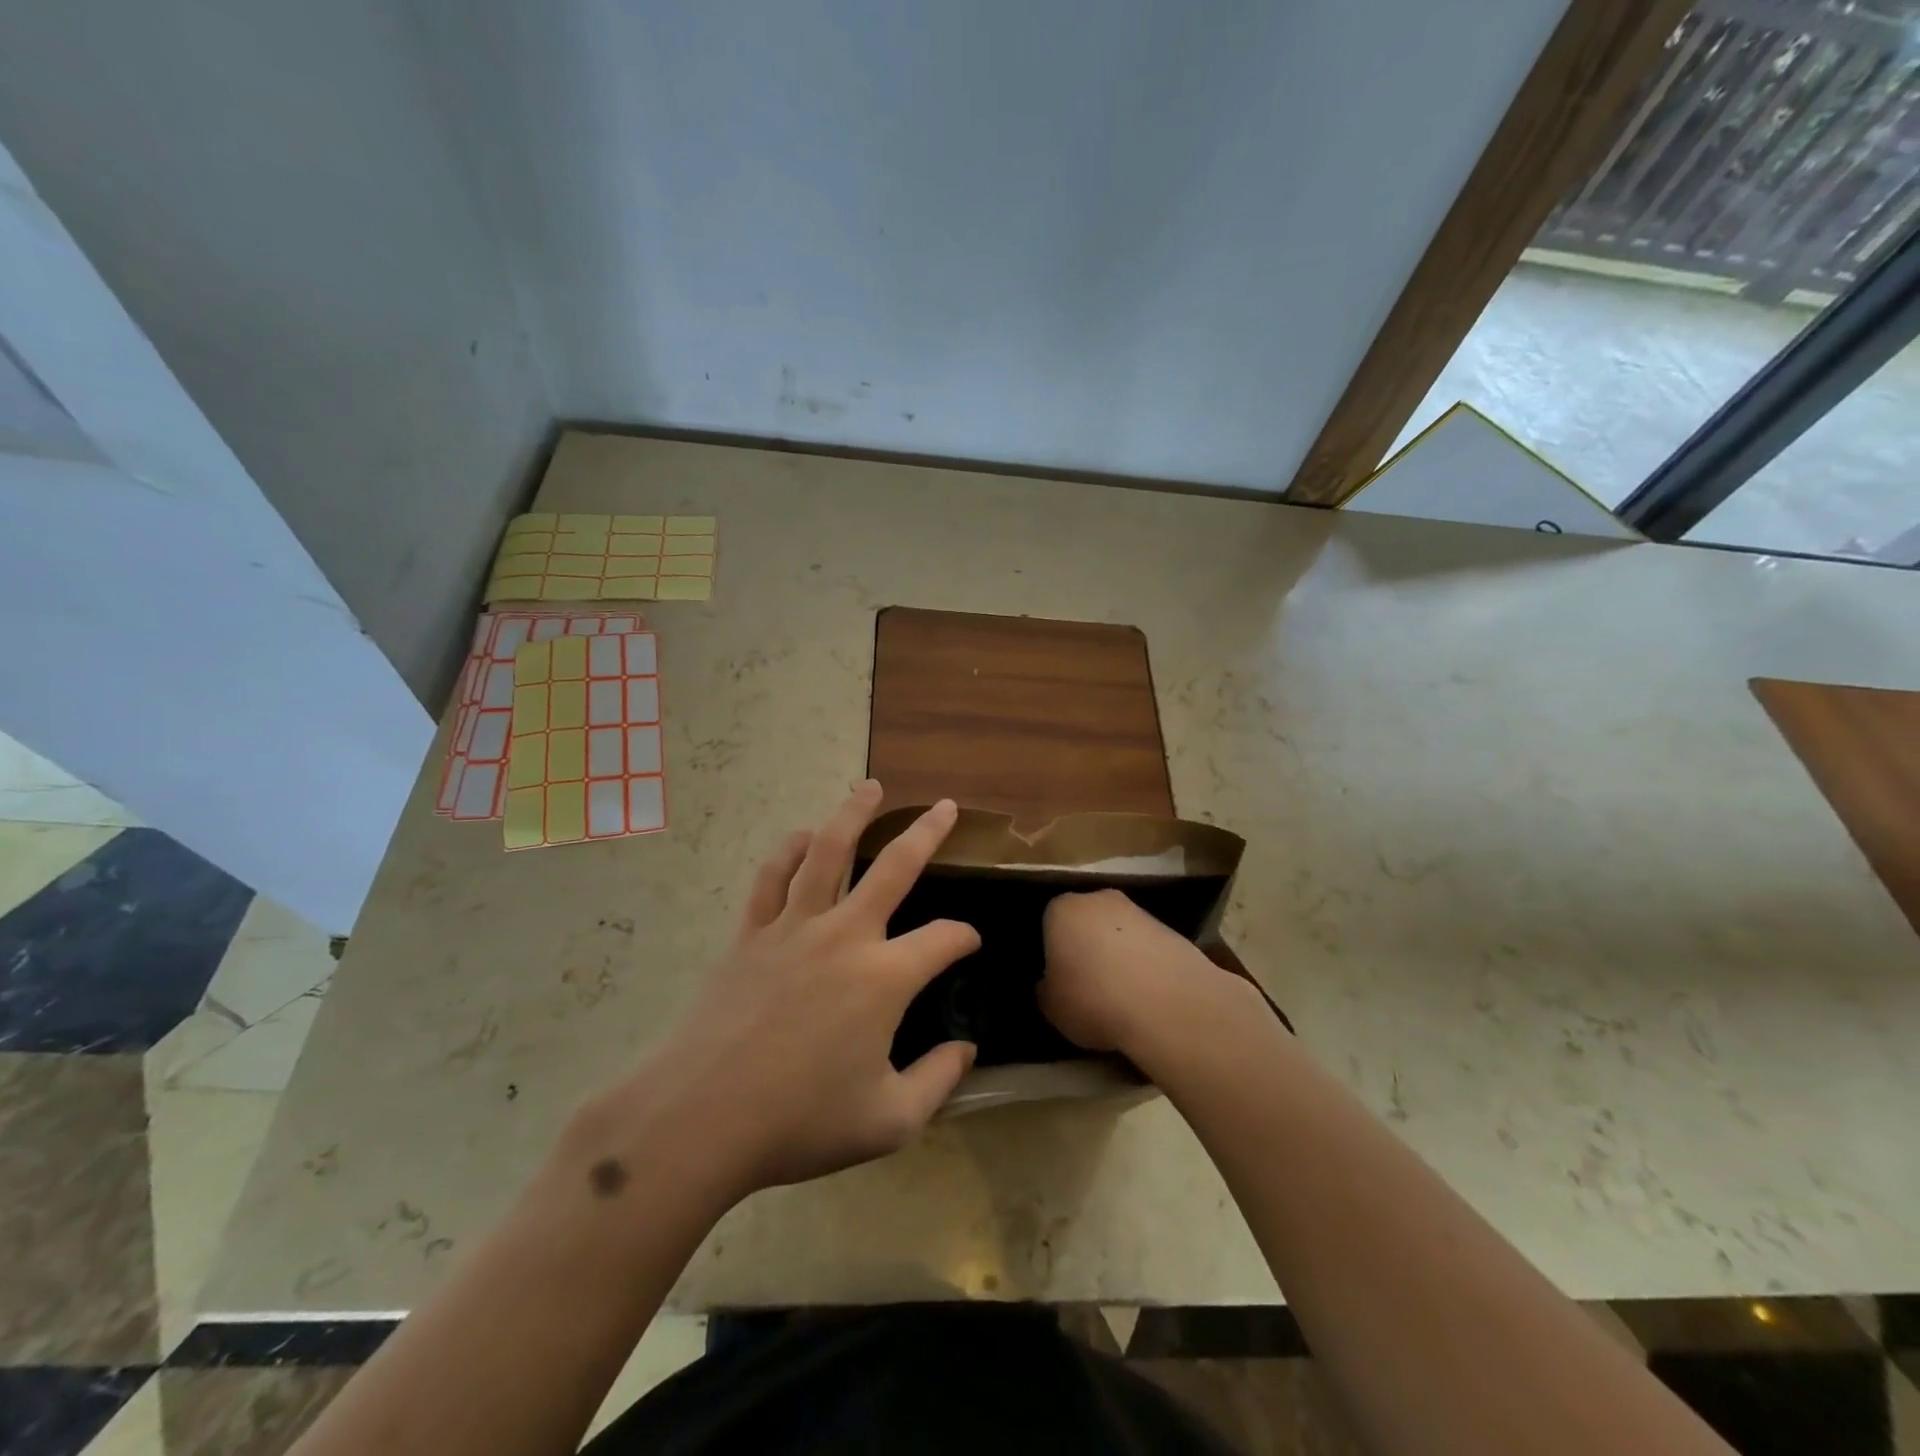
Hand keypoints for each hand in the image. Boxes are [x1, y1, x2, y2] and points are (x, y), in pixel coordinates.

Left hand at [618, 782, 979, 1199]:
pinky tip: (801, 836)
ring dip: (853, 814)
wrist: (701, 1118)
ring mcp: (793, 927)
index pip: (943, 940)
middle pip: (895, 866)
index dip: (964, 938)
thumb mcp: (889, 1120)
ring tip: (869, 788)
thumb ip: (938, 1080)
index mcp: (885, 977)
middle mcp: (845, 935)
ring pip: (828, 851)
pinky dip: (789, 849)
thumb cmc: (799, 1122)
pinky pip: (772, 876)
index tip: (969, 944)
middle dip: (928, 833)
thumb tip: (966, 1048)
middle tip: (945, 806)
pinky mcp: (751, 932)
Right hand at [1039, 889, 1244, 1057]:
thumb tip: (1050, 984)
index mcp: (1062, 909)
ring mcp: (1139, 911)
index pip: (1048, 922)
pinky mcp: (1171, 929)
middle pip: (1086, 920)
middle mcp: (1098, 899)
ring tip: (1120, 993)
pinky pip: (1146, 947)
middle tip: (1086, 982)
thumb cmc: (1094, 1000)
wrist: (1168, 1004)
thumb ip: (1045, 989)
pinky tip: (1146, 994)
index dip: (1051, 951)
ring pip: (1118, 932)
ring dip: (1117, 954)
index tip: (1057, 977)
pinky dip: (1144, 964)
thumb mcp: (1051, 1007)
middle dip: (1085, 945)